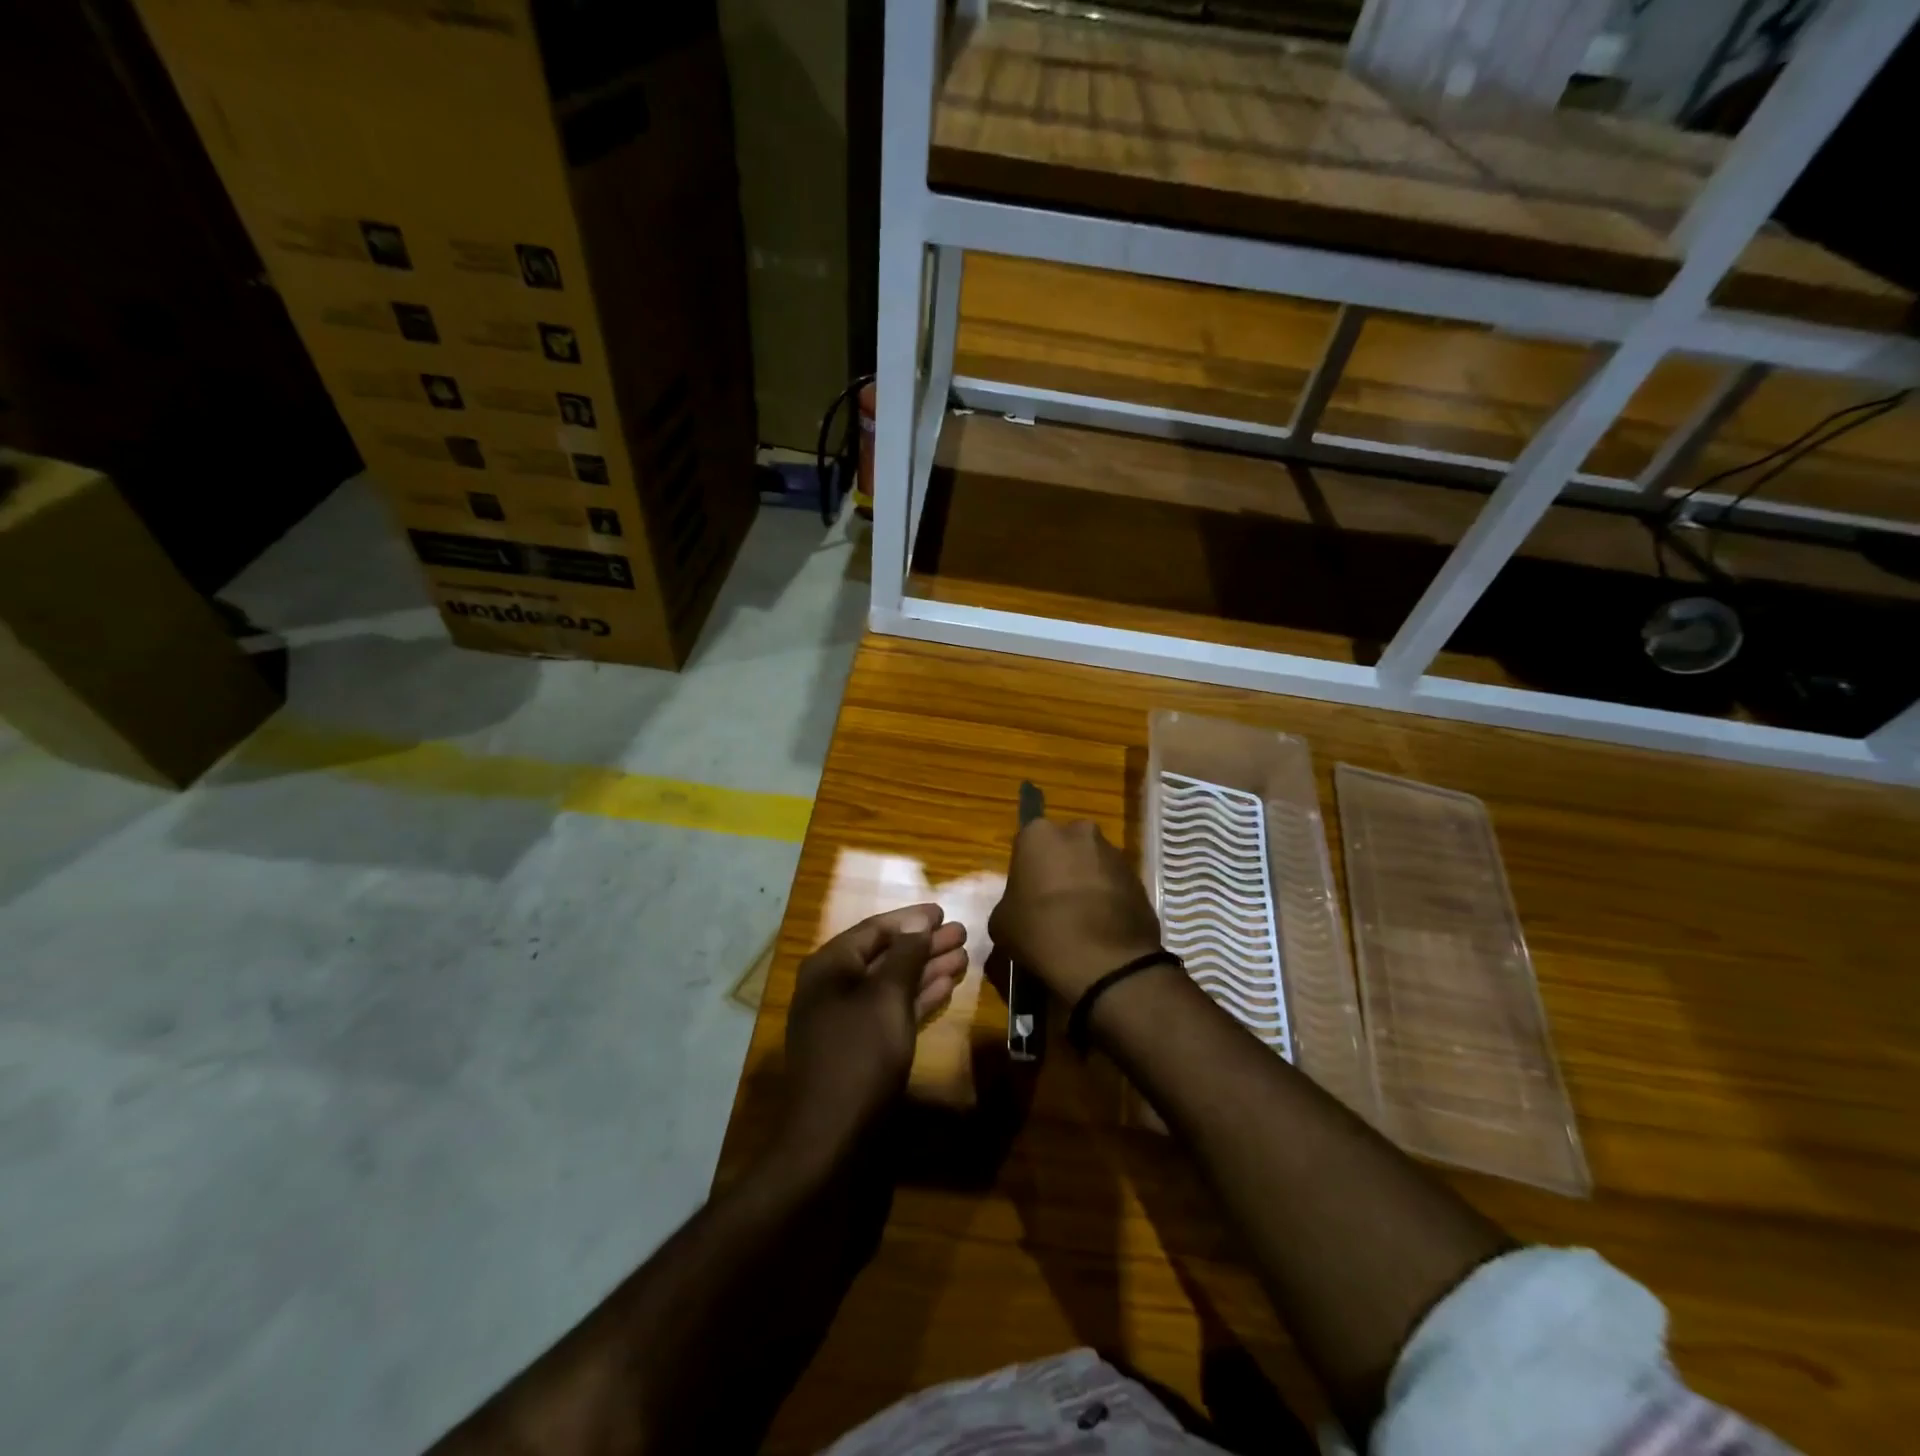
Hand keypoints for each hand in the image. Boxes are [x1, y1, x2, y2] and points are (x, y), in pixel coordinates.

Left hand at [782, 904, 969, 1153]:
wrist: (830, 1137)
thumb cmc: (859, 1055)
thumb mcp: (886, 998)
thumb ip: (904, 956)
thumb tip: (918, 923)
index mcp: (830, 967)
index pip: (874, 929)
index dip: (911, 919)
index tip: (943, 912)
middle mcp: (834, 987)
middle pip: (885, 955)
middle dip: (924, 944)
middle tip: (961, 933)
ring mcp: (846, 1019)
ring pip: (891, 984)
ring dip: (926, 969)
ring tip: (962, 956)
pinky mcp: (860, 1047)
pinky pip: (891, 1010)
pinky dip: (917, 997)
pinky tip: (945, 987)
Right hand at [989, 820, 1162, 1004]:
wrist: (1102, 960)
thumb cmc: (1040, 931)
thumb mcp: (1001, 922)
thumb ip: (1009, 904)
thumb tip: (1020, 910)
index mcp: (1039, 834)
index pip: (1027, 844)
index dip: (1027, 870)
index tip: (1026, 895)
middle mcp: (1079, 832)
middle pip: (1065, 848)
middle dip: (1061, 869)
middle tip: (1053, 904)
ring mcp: (1113, 854)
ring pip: (1093, 864)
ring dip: (1087, 883)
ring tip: (1082, 921)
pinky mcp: (1139, 878)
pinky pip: (1115, 885)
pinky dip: (1109, 900)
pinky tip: (1102, 929)